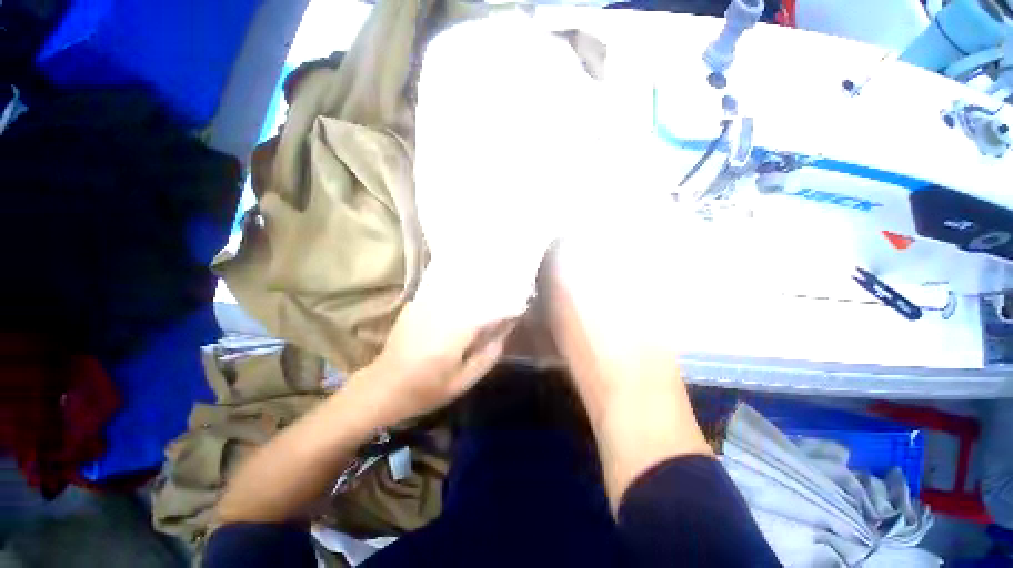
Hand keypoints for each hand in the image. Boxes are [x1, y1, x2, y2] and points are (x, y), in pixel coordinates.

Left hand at [349, 290, 515, 427]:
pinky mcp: (416, 306)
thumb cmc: (425, 391)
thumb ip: (487, 356)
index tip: (520, 306)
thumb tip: (504, 333)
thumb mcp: (462, 382)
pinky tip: (467, 290)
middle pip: (474, 293)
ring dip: (477, 287)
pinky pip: (443, 292)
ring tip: (492, 286)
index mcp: (455, 333)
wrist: (381, 388)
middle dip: (494, 291)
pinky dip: (458, 290)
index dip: (507, 308)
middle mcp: (442, 313)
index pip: (489, 312)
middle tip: (510, 290)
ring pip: (458, 289)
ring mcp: (426, 306)